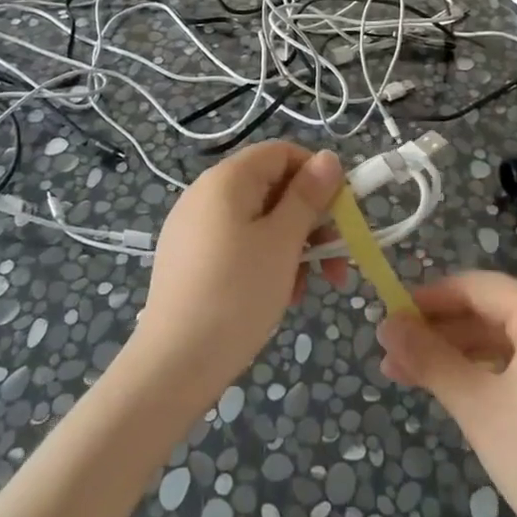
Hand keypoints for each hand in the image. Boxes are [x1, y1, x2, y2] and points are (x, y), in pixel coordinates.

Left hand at [129, 142, 345, 408]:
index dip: (317, 176)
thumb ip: (307, 196)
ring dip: (292, 246)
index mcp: (227, 179)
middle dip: (310, 221)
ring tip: (305, 288)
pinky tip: (278, 296)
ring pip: (258, 220)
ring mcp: (194, 226)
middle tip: (337, 262)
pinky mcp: (189, 257)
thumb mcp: (282, 242)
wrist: (174, 364)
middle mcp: (206, 193)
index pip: (282, 153)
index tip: (342, 215)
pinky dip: (265, 260)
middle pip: (272, 188)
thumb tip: (328, 157)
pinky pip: (238, 243)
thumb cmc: (237, 294)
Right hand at [377, 272, 516, 516]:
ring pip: (510, 338)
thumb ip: (428, 358)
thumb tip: (385, 324)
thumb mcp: (476, 407)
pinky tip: (464, 390)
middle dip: (441, 332)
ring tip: (417, 378)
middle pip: (492, 310)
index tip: (390, 320)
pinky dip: (494, 370)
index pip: (476, 287)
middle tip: (396, 356)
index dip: (428, 299)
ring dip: (463, 353)